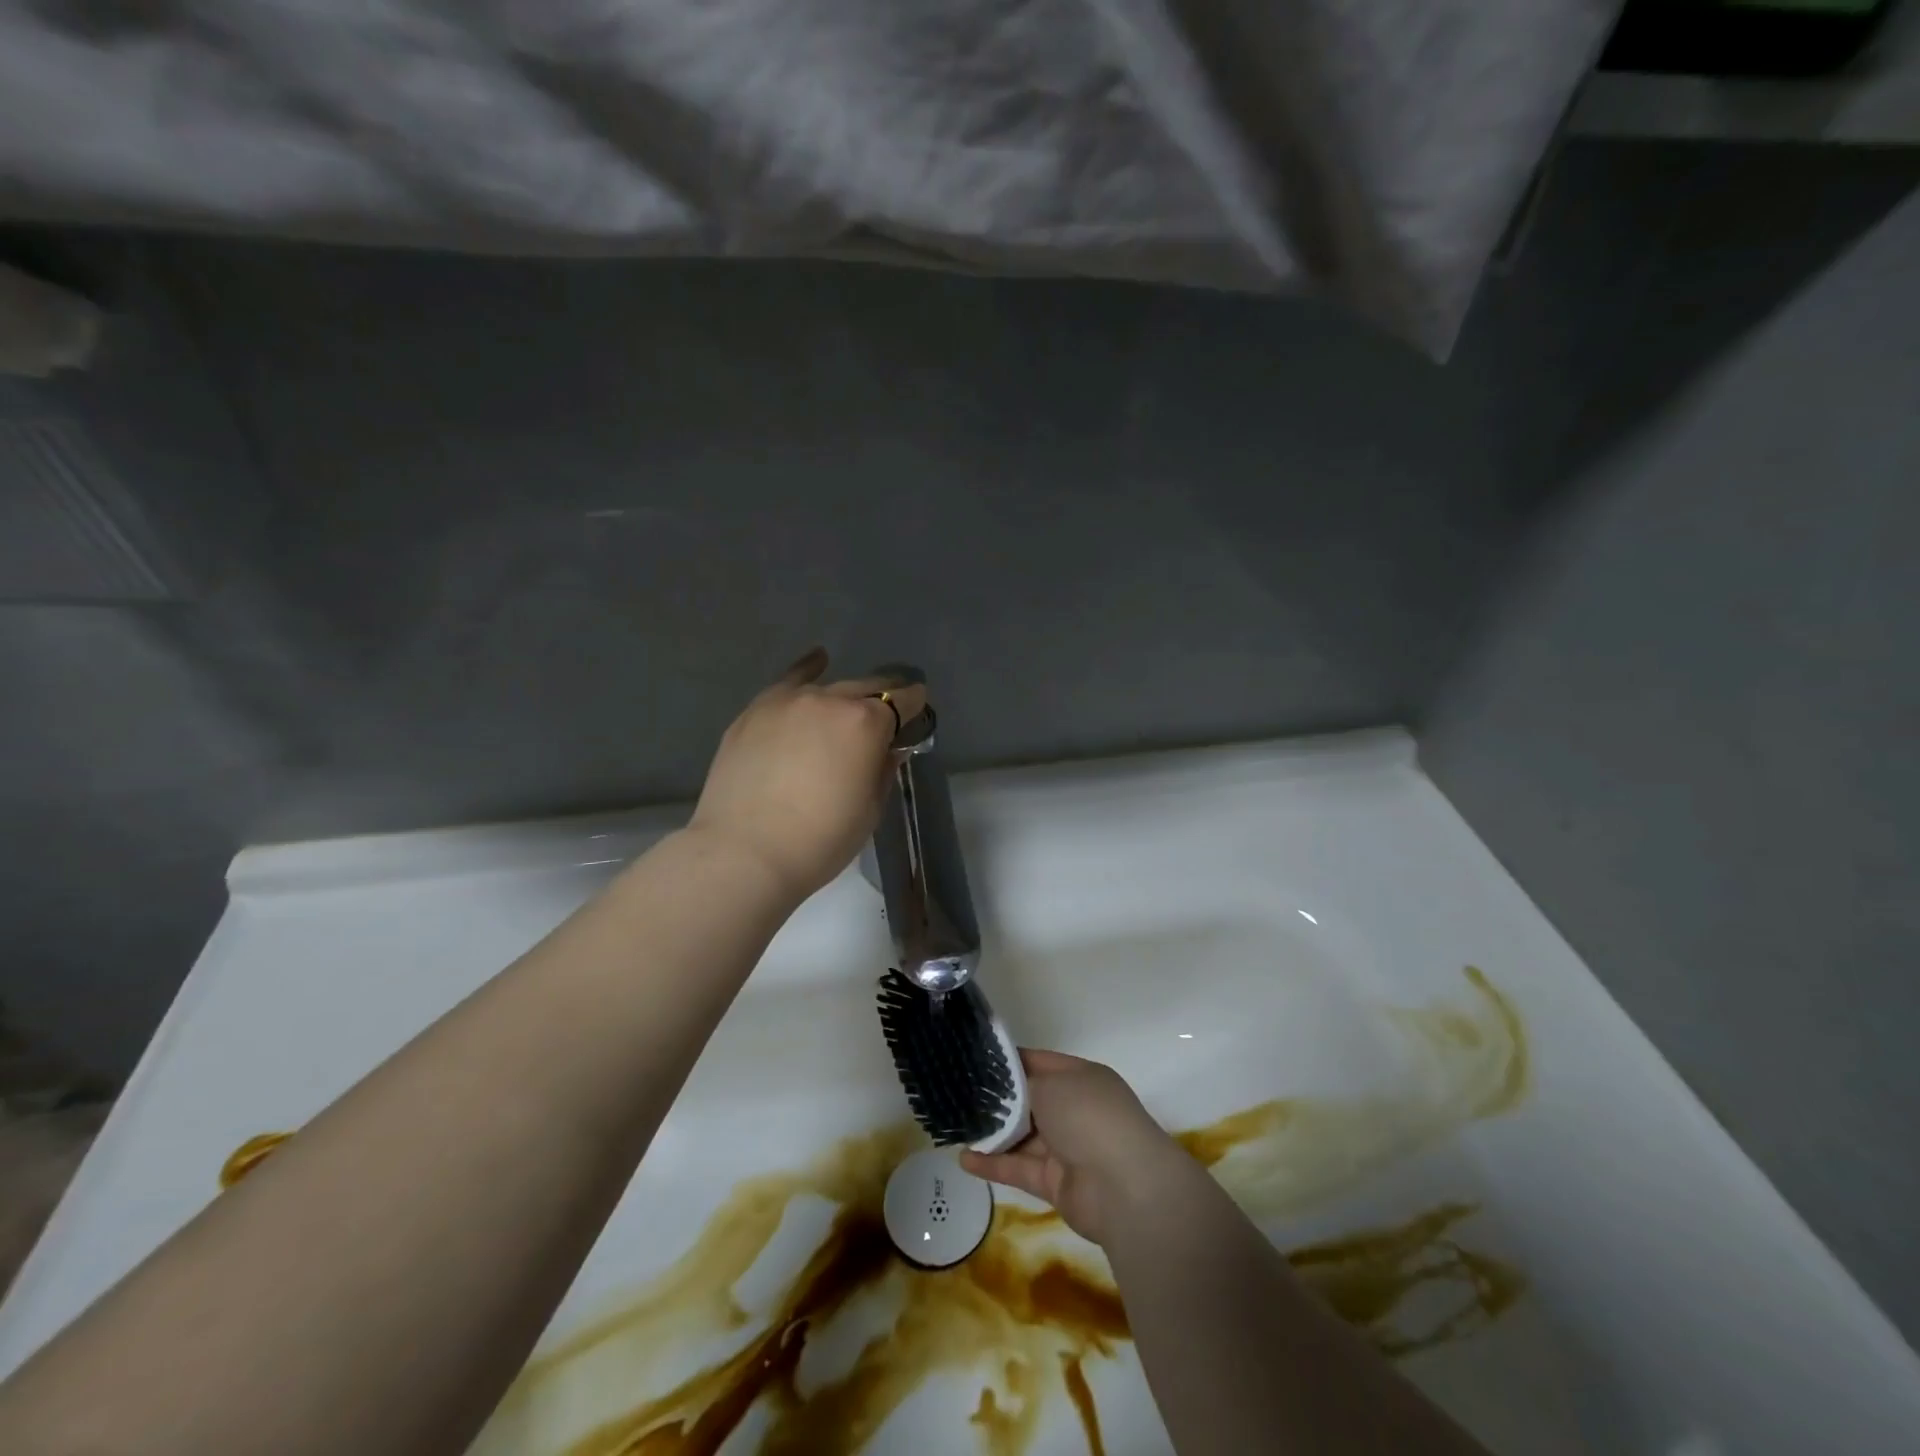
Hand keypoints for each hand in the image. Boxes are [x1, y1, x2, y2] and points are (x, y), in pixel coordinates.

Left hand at [688, 648, 927, 903]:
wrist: (744, 853)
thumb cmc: (820, 840)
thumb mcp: (869, 810)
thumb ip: (882, 770)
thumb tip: (888, 749)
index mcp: (866, 723)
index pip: (902, 701)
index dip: (914, 705)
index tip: (918, 709)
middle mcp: (830, 700)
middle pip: (866, 689)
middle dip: (882, 698)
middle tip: (886, 715)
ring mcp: (789, 701)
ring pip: (828, 688)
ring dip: (844, 697)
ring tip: (849, 708)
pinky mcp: (756, 710)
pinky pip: (789, 681)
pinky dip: (807, 671)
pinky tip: (817, 660)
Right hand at [961, 1049, 1198, 1245]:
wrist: (1124, 1187)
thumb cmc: (1087, 1116)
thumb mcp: (1050, 1084)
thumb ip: (1021, 1084)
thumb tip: (1002, 1085)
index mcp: (1080, 1078)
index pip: (1038, 1062)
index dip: (1008, 1061)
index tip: (974, 1060)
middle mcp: (1074, 1109)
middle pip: (1028, 1101)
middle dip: (996, 1100)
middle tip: (956, 1093)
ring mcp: (1066, 1147)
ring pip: (1021, 1136)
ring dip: (992, 1133)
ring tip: (954, 1125)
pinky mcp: (1055, 1183)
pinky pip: (1019, 1168)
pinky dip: (994, 1164)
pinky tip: (964, 1158)